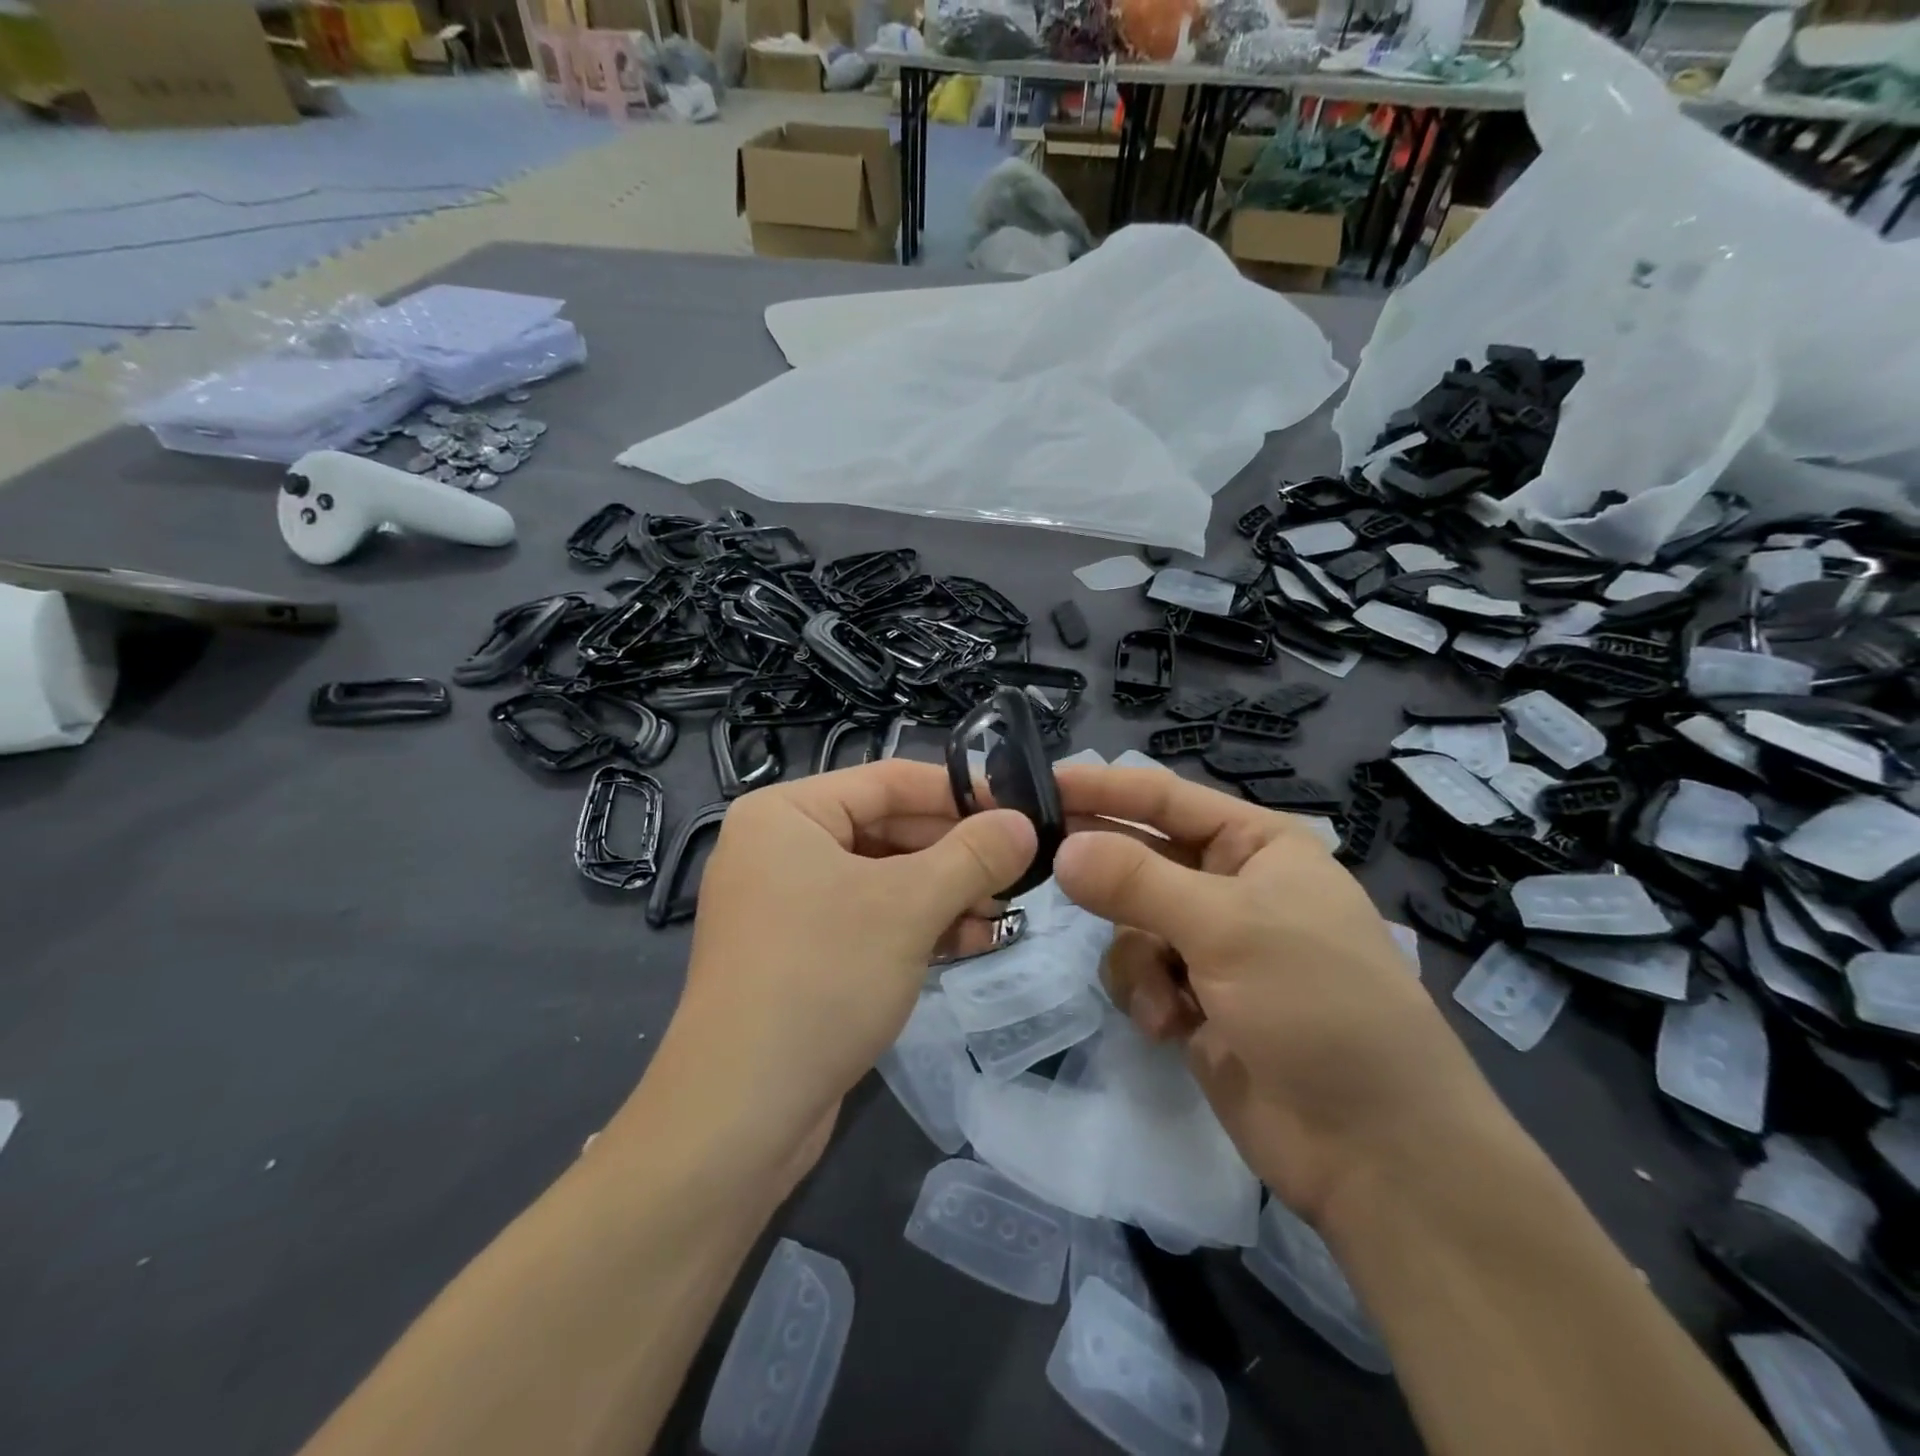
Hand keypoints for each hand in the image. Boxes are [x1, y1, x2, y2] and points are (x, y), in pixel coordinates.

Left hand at [643, 760, 1035, 1176]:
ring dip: (945, 893)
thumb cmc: (822, 978)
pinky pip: (868, 920)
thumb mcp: (909, 907)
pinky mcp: (799, 955)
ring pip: (883, 879)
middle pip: (888, 829)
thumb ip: (973, 856)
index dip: (959, 792)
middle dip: (955, 854)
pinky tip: (972, 941)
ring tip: (1004, 912)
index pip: (889, 781)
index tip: (1019, 809)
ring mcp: (786, 905)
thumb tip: (1024, 823)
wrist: (741, 1114)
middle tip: (1018, 869)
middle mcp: (780, 848)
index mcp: (787, 813)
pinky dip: (917, 926)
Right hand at [1052, 765, 1499, 1227]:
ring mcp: (1213, 946)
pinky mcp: (1197, 1000)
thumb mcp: (1227, 928)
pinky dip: (1149, 996)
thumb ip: (1136, 882)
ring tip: (1166, 994)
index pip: (1166, 798)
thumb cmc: (1316, 1005)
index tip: (1039, 782)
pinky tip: (1174, 1028)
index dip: (1103, 787)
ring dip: (1137, 957)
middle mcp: (1233, 886)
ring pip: (1132, 921)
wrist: (1372, 1148)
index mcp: (1258, 845)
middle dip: (1103, 869)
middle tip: (1036, 856)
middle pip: (1143, 857)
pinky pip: (1141, 973)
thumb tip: (1062, 850)